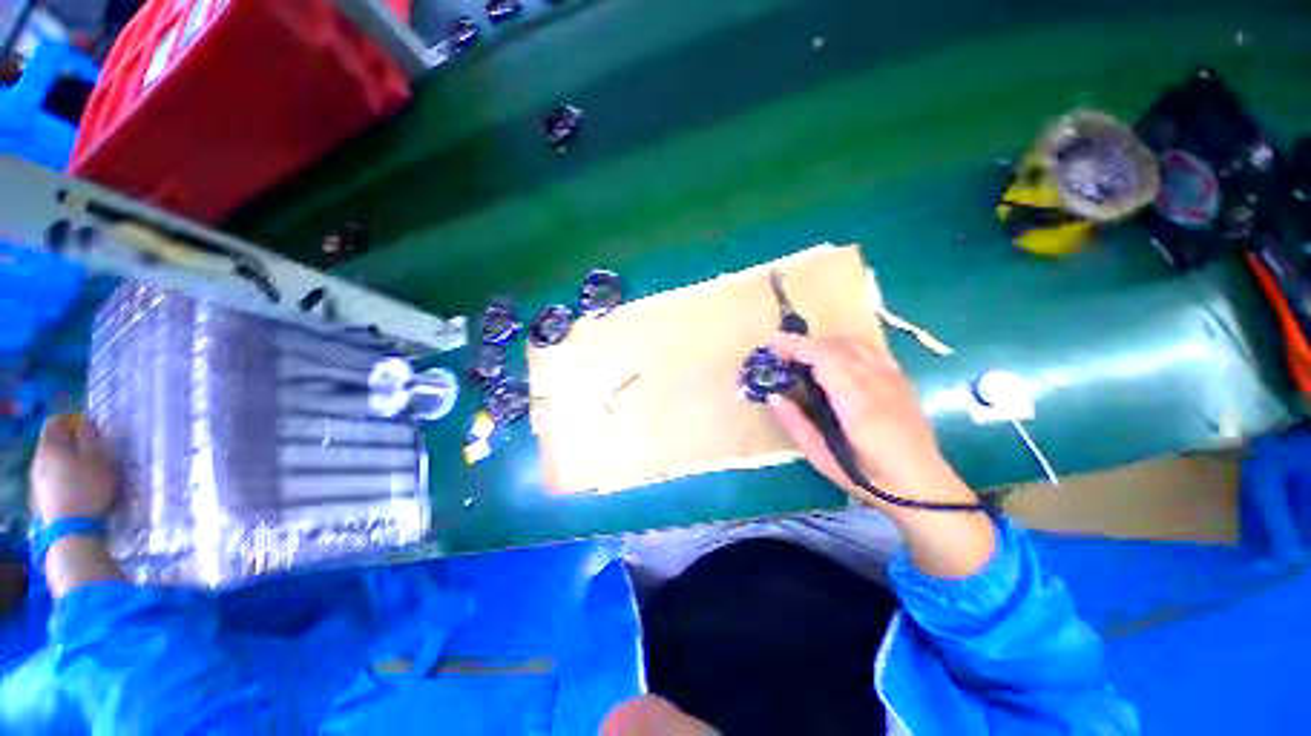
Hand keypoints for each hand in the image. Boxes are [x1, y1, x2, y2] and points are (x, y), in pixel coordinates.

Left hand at [30, 415, 119, 521]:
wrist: (72, 529)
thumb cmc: (88, 487)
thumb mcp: (99, 458)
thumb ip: (90, 438)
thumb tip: (86, 425)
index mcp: (50, 445)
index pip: (56, 422)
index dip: (72, 421)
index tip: (89, 427)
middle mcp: (38, 458)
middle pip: (53, 444)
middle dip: (70, 445)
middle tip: (91, 451)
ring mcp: (36, 480)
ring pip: (52, 463)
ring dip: (68, 463)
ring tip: (86, 473)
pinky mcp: (41, 496)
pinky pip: (52, 479)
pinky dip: (64, 479)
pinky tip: (77, 490)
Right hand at [766, 334, 968, 512]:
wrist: (925, 487)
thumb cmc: (869, 479)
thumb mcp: (823, 459)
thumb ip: (796, 424)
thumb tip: (773, 396)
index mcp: (857, 403)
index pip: (824, 358)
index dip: (796, 346)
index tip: (771, 345)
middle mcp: (878, 381)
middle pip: (836, 345)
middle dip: (804, 344)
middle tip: (780, 355)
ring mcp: (893, 377)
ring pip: (854, 343)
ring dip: (824, 343)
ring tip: (803, 356)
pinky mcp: (901, 379)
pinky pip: (869, 349)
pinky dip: (844, 346)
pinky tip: (835, 359)